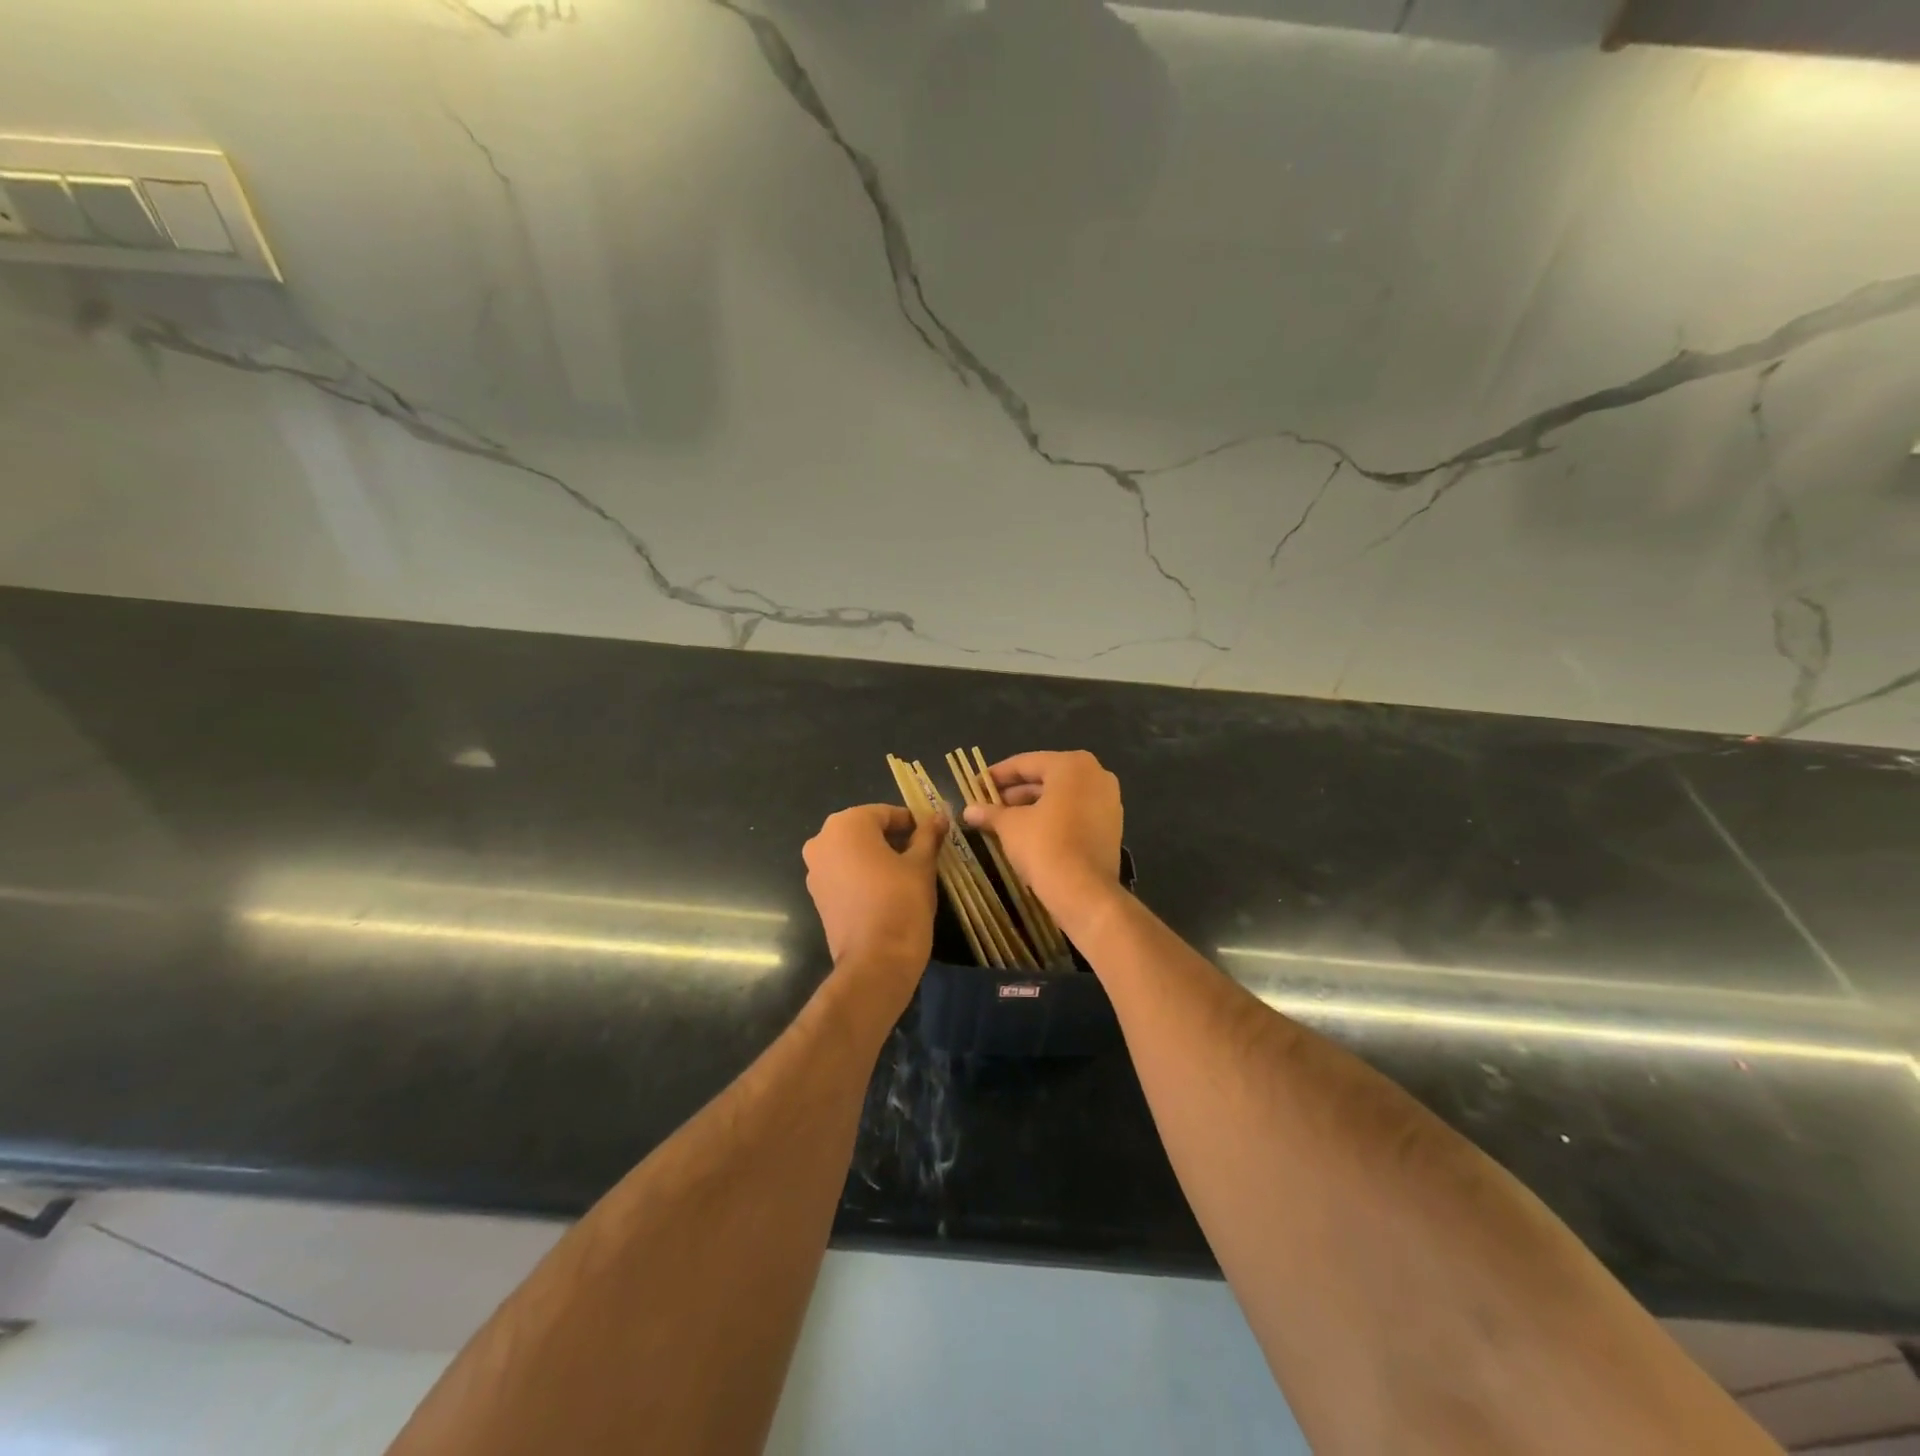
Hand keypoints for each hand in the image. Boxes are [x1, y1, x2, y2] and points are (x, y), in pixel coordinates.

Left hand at [802, 804, 944, 972]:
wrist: (875, 961)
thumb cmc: (901, 902)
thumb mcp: (921, 864)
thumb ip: (928, 835)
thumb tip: (939, 816)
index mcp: (846, 825)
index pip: (885, 813)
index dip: (911, 823)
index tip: (931, 836)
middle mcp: (822, 841)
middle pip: (865, 830)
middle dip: (892, 838)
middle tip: (921, 854)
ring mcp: (815, 870)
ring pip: (852, 852)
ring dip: (877, 856)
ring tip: (906, 873)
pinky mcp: (817, 895)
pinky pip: (843, 873)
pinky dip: (862, 875)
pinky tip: (886, 890)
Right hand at [960, 750, 1122, 911]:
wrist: (1084, 892)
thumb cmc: (1044, 846)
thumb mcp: (1010, 826)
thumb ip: (990, 812)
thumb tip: (968, 810)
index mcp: (1072, 765)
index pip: (1026, 763)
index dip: (997, 775)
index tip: (976, 785)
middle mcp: (1096, 775)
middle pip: (1046, 778)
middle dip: (1015, 792)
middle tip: (987, 804)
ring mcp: (1108, 801)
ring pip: (1061, 797)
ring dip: (1032, 806)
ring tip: (1003, 820)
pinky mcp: (1111, 826)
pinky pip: (1075, 813)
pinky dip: (1053, 818)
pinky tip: (1028, 832)